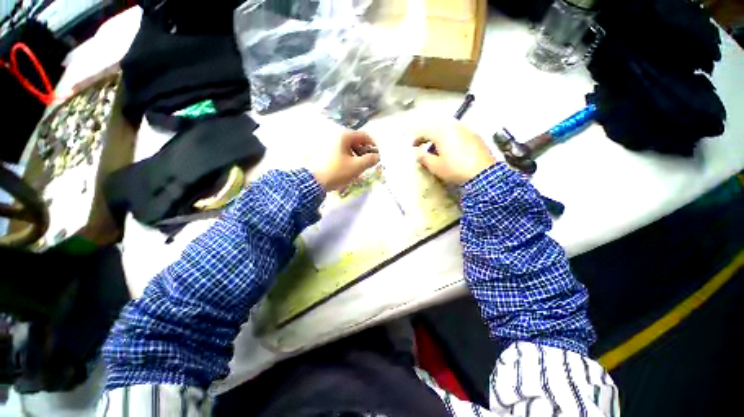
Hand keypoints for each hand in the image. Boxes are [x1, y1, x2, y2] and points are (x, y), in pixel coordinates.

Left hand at [313, 131, 380, 191]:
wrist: (313, 181)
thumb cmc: (336, 172)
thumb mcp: (357, 166)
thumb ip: (370, 160)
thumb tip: (377, 156)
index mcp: (344, 136)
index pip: (364, 136)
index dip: (373, 145)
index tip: (378, 155)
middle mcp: (336, 136)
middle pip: (356, 141)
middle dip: (365, 151)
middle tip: (368, 163)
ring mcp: (329, 143)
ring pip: (348, 147)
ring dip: (357, 155)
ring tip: (359, 167)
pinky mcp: (324, 152)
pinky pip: (341, 151)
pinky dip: (348, 157)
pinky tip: (348, 168)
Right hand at [413, 123, 496, 184]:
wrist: (483, 173)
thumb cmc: (455, 169)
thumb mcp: (435, 166)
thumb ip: (423, 158)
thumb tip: (417, 153)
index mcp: (442, 132)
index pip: (424, 130)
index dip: (417, 138)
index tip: (413, 147)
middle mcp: (454, 126)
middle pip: (436, 126)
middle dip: (428, 135)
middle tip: (423, 144)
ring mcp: (466, 129)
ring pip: (448, 128)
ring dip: (439, 136)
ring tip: (437, 147)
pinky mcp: (475, 135)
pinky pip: (458, 132)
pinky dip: (450, 137)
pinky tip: (452, 148)